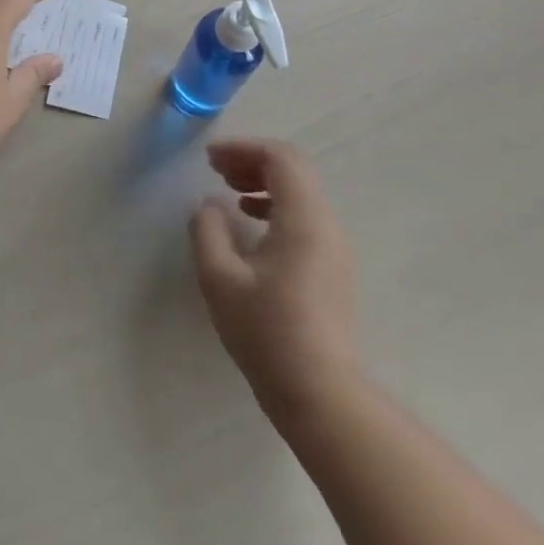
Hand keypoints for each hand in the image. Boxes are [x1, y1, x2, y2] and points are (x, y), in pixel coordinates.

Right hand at [190, 139, 359, 421]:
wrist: (321, 395)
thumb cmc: (267, 332)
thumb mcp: (220, 279)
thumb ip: (208, 231)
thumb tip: (210, 207)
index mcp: (304, 219)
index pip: (280, 158)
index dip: (243, 149)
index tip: (209, 160)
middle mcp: (327, 225)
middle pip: (294, 171)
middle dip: (252, 162)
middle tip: (217, 171)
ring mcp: (335, 249)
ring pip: (302, 194)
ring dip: (264, 184)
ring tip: (230, 194)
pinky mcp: (334, 269)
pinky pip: (306, 218)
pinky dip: (276, 207)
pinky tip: (251, 226)